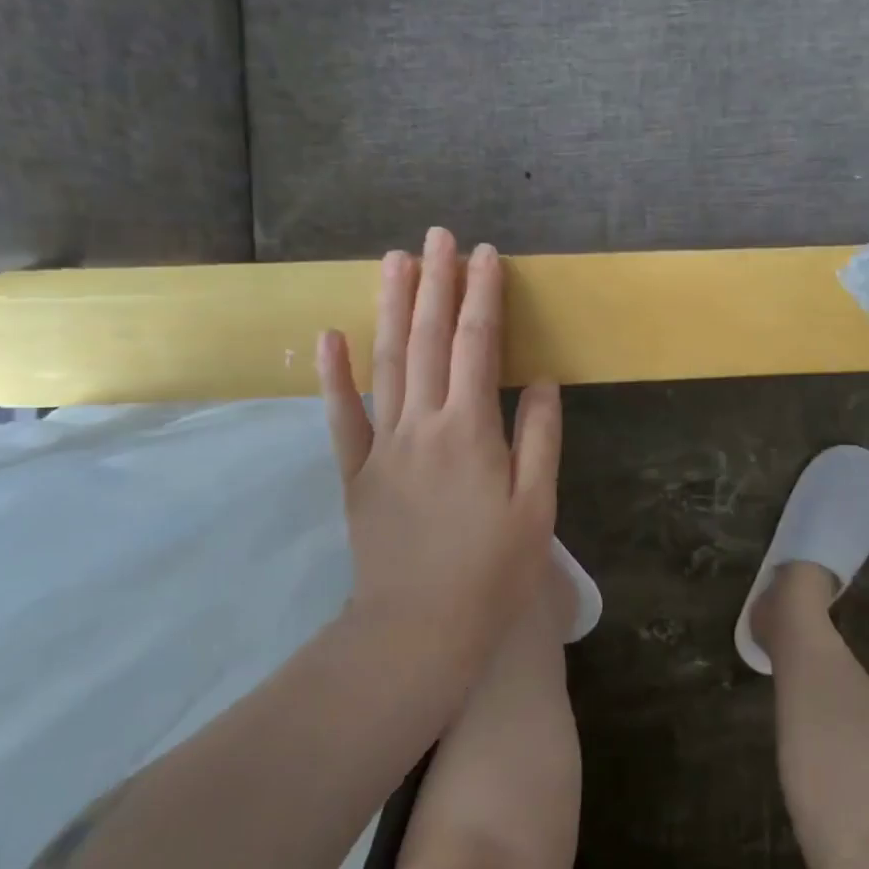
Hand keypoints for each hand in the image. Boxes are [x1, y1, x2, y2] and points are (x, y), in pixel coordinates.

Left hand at [317, 227, 561, 666]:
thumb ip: (539, 437)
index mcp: (471, 430)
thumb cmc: (492, 572)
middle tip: (437, 235)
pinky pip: (341, 417)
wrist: (417, 633)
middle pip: (427, 339)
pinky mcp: (356, 472)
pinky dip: (333, 375)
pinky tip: (329, 337)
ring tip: (394, 261)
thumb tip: (539, 380)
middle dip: (435, 282)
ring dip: (391, 307)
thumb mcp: (537, 507)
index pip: (477, 344)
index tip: (486, 254)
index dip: (482, 295)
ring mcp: (382, 446)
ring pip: (386, 362)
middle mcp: (422, 424)